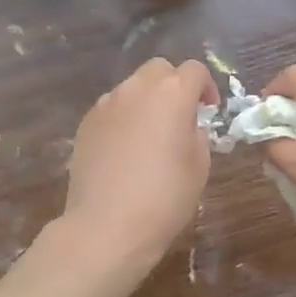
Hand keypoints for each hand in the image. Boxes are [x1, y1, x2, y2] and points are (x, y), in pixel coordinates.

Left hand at [61, 58, 216, 266]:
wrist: (107, 226)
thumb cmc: (164, 198)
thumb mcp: (199, 166)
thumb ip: (198, 134)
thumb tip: (187, 125)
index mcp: (172, 94)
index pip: (194, 70)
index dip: (206, 87)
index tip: (209, 110)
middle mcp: (137, 89)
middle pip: (159, 69)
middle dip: (174, 85)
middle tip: (181, 116)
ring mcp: (107, 104)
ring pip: (132, 87)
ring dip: (147, 100)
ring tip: (151, 134)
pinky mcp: (86, 122)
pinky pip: (112, 108)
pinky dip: (124, 117)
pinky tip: (126, 149)